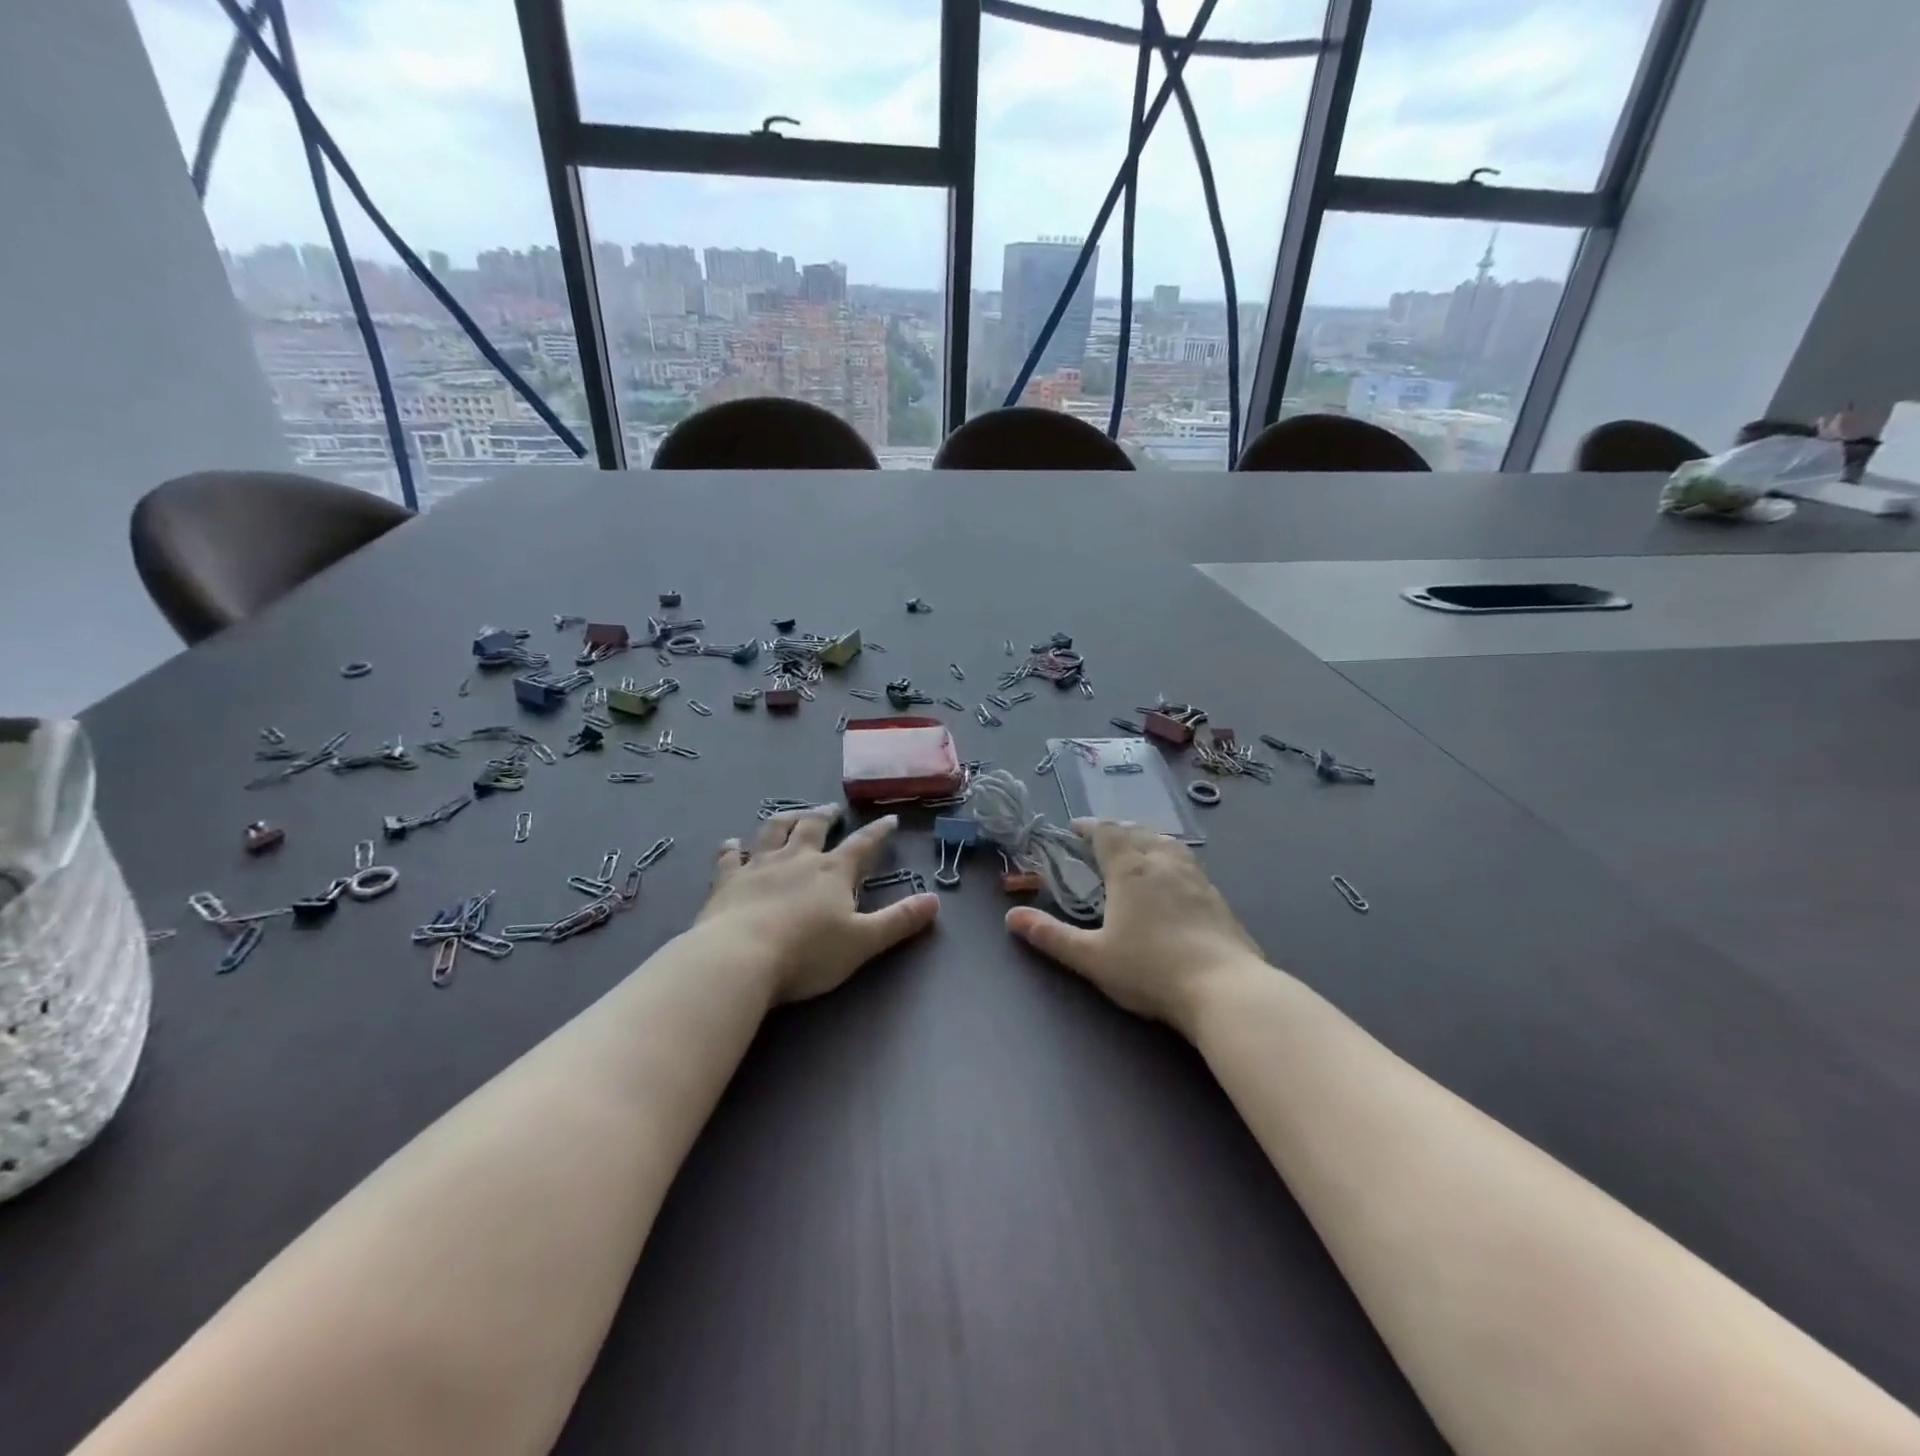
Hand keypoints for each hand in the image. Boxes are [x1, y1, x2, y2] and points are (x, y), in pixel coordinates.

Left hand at [694, 808, 937, 1003]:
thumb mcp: (863, 941)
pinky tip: (731, 843)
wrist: (740, 958)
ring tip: (791, 815)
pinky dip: (732, 848)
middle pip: (813, 827)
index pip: (863, 844)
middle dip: (825, 816)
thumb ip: (899, 920)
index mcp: (833, 871)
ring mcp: (759, 866)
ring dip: (784, 820)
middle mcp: (797, 859)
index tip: (889, 819)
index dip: (878, 832)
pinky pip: (729, 857)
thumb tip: (935, 900)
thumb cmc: (807, 953)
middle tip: (831, 809)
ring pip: (773, 832)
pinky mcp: (726, 881)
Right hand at [1006, 819, 1263, 1036]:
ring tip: (1136, 852)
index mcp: (1129, 868)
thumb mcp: (1091, 957)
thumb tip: (1011, 917)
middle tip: (1100, 842)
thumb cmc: (1150, 969)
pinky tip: (1171, 880)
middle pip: (1137, 830)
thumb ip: (1050, 935)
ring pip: (1166, 842)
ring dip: (1145, 839)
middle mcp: (1162, 861)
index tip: (1073, 830)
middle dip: (1115, 830)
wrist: (1225, 988)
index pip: (1106, 830)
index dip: (1088, 826)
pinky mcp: (1217, 896)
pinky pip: (1186, 862)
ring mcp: (1195, 876)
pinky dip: (1169, 859)